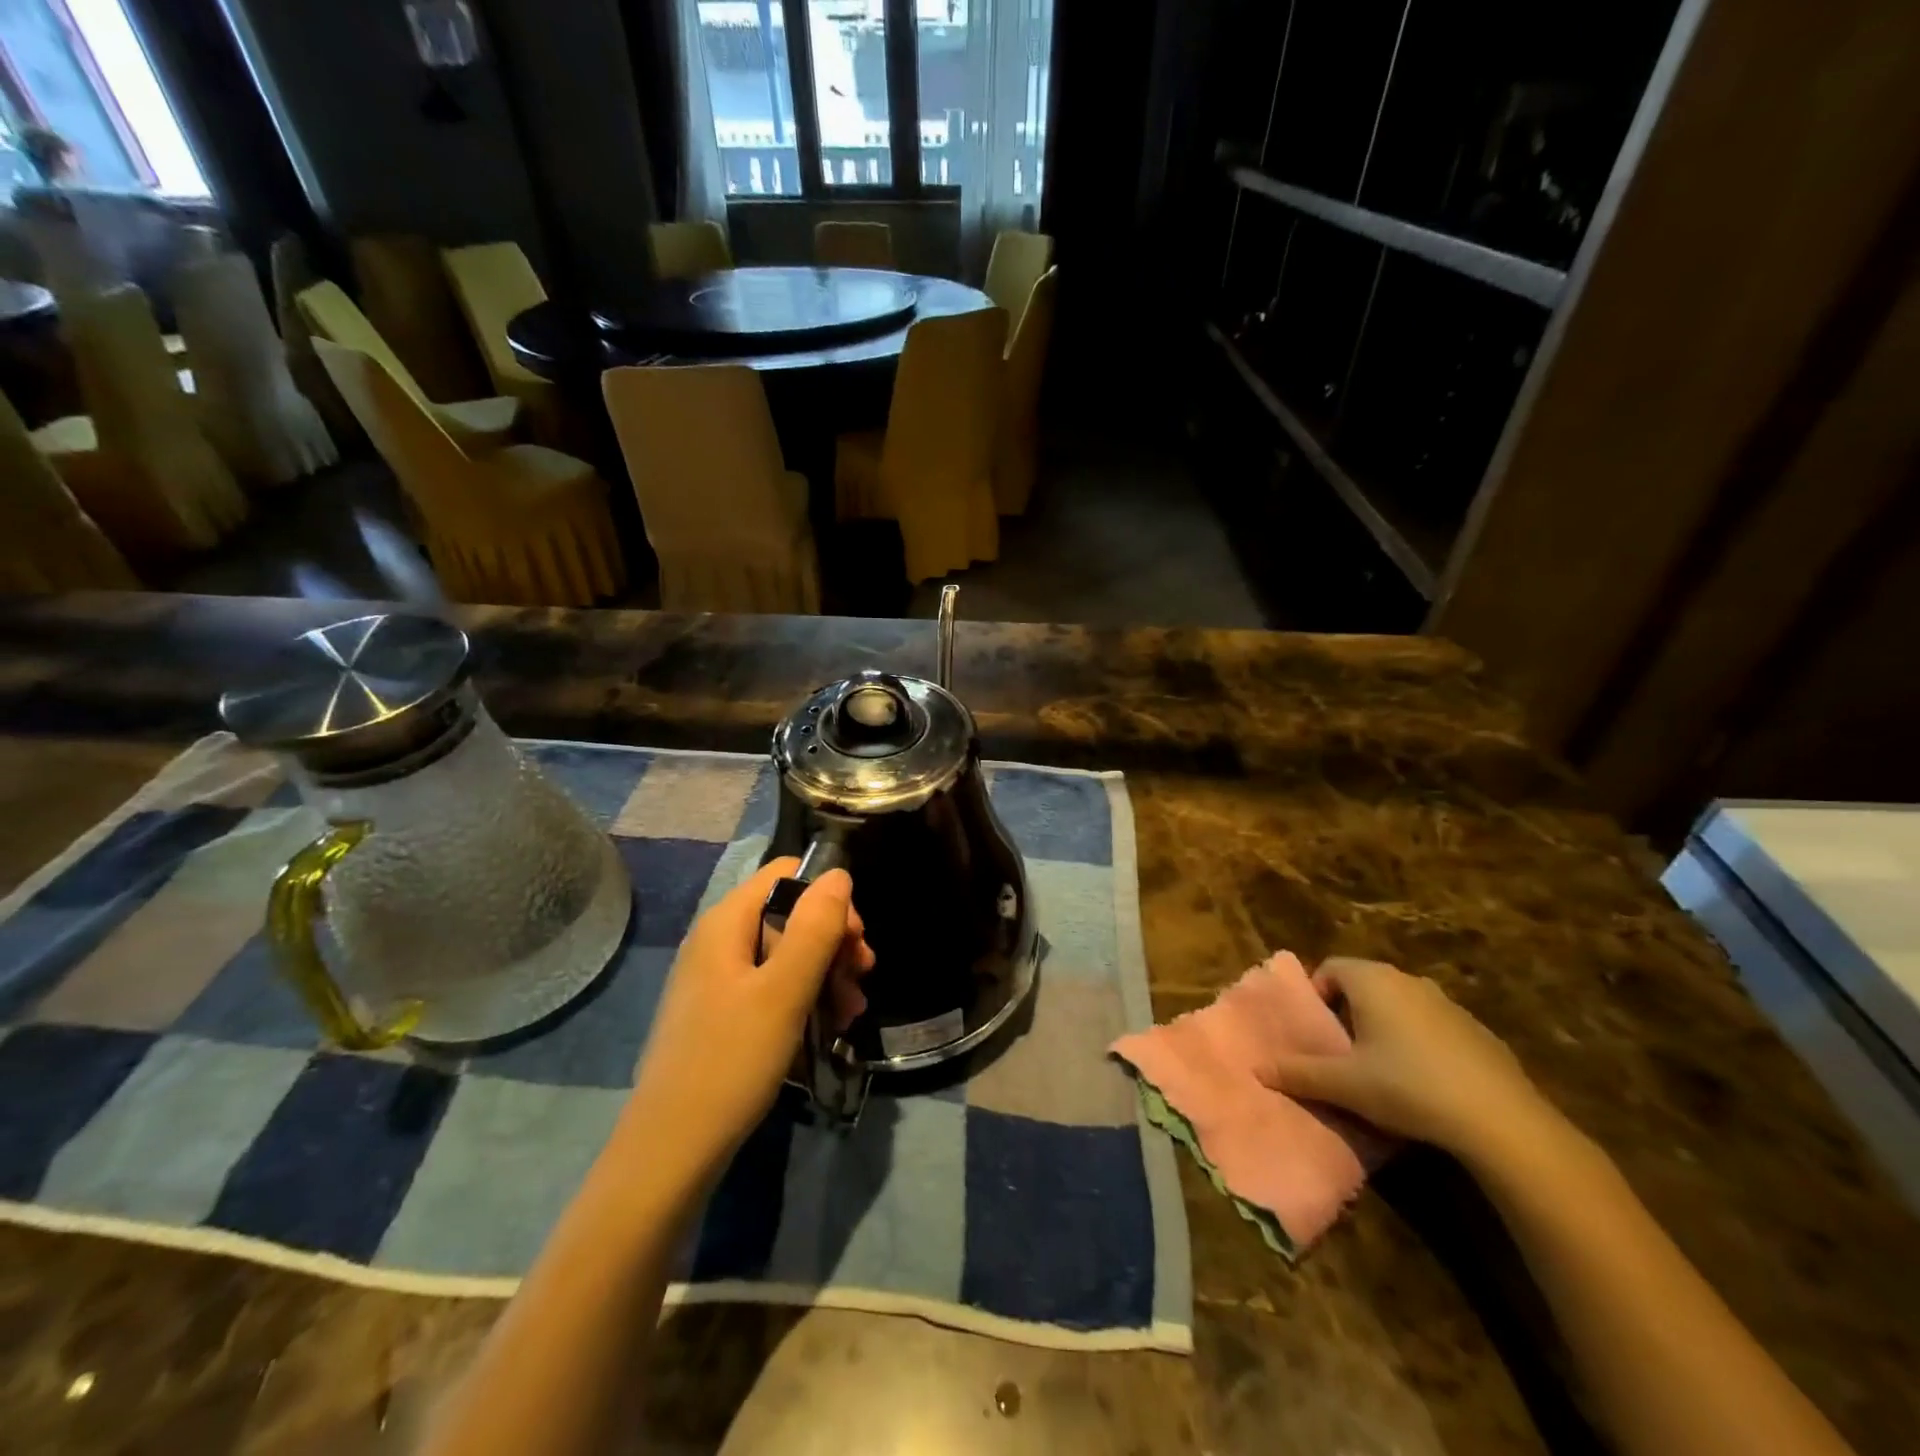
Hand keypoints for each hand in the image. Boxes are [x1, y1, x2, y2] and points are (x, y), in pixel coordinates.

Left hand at [627, 859, 872, 1184]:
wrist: (671, 1152)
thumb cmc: (730, 1061)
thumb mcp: (784, 991)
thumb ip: (815, 928)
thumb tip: (838, 874)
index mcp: (725, 922)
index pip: (786, 874)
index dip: (827, 898)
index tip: (854, 940)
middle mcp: (719, 941)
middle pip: (790, 914)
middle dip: (833, 942)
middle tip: (861, 979)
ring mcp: (719, 979)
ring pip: (787, 954)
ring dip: (826, 974)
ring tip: (851, 1012)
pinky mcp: (723, 1013)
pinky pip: (773, 987)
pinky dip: (805, 998)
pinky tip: (829, 1026)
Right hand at [1258, 958, 1554, 1158]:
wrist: (1501, 1120)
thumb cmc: (1407, 1087)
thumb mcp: (1344, 1084)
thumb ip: (1298, 1073)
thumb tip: (1257, 1068)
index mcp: (1372, 980)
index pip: (1330, 968)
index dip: (1317, 995)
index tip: (1317, 1032)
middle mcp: (1408, 980)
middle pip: (1365, 984)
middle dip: (1349, 1012)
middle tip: (1342, 1051)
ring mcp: (1448, 1004)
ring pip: (1400, 1004)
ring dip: (1385, 1026)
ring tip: (1381, 1069)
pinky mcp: (1478, 1031)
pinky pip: (1433, 1026)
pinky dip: (1420, 1043)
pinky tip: (1425, 1083)